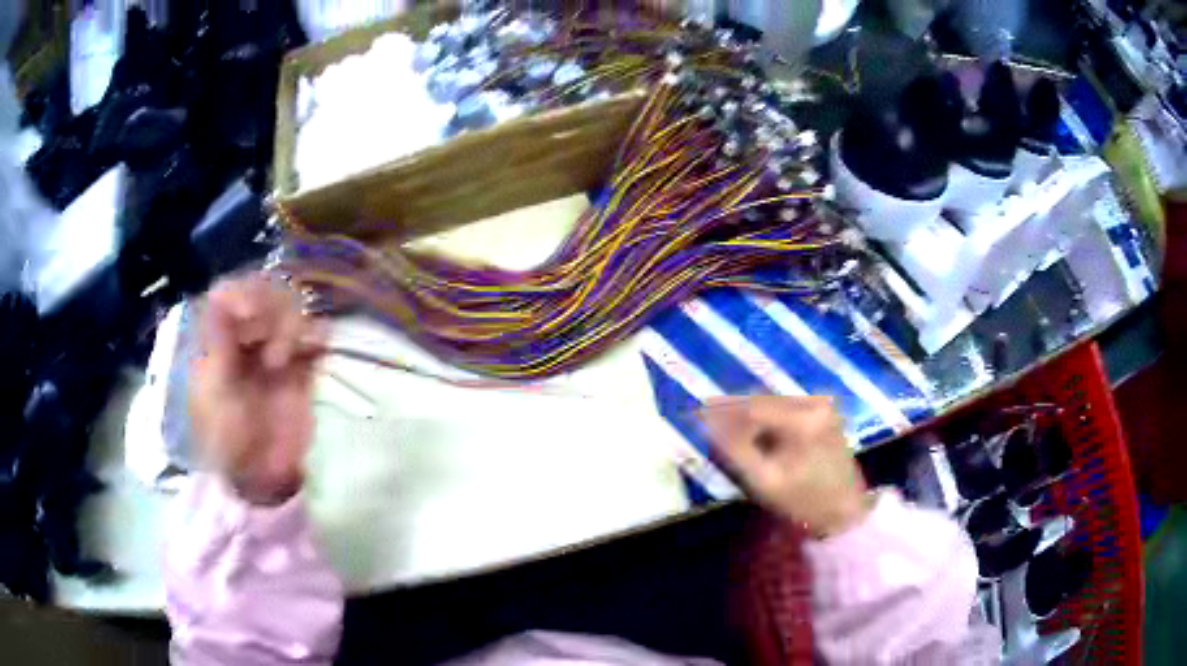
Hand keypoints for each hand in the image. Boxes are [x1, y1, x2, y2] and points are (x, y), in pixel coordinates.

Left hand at [190, 274, 327, 504]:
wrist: (262, 476)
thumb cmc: (227, 437)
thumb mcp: (212, 390)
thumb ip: (216, 340)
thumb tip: (221, 294)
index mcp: (216, 338)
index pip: (228, 292)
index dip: (242, 292)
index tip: (250, 313)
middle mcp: (245, 334)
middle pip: (262, 292)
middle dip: (268, 312)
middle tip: (267, 347)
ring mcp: (275, 347)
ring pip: (290, 307)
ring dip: (290, 327)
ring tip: (282, 363)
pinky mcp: (303, 364)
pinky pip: (317, 333)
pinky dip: (318, 334)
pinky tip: (314, 349)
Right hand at [700, 396, 871, 537]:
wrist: (844, 510)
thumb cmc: (804, 502)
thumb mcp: (764, 481)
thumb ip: (736, 450)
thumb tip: (708, 423)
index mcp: (803, 419)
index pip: (753, 405)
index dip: (722, 409)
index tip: (698, 414)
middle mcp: (814, 403)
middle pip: (763, 400)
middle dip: (734, 411)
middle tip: (708, 422)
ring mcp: (821, 405)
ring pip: (773, 403)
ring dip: (750, 414)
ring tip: (727, 430)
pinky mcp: (823, 411)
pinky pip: (785, 408)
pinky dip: (766, 419)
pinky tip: (755, 434)